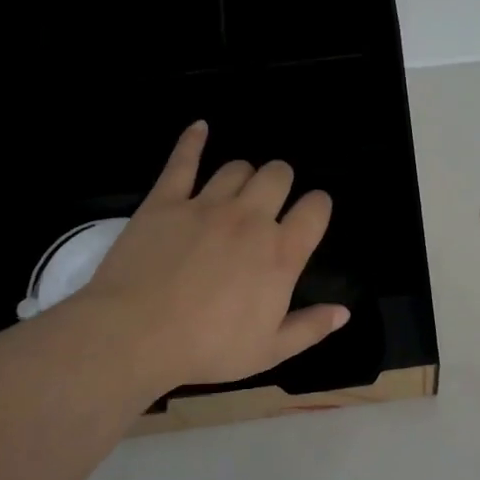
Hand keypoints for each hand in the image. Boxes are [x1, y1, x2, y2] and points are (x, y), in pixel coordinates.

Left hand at [72, 122, 347, 393]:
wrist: (136, 335)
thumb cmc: (209, 347)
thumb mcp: (270, 350)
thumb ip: (310, 327)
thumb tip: (343, 312)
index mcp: (281, 253)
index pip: (315, 208)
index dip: (318, 206)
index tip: (310, 215)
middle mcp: (250, 219)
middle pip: (278, 175)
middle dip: (283, 182)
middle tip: (272, 202)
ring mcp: (206, 205)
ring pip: (237, 168)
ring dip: (245, 175)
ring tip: (240, 189)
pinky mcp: (166, 201)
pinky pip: (183, 161)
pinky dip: (193, 141)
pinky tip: (200, 128)